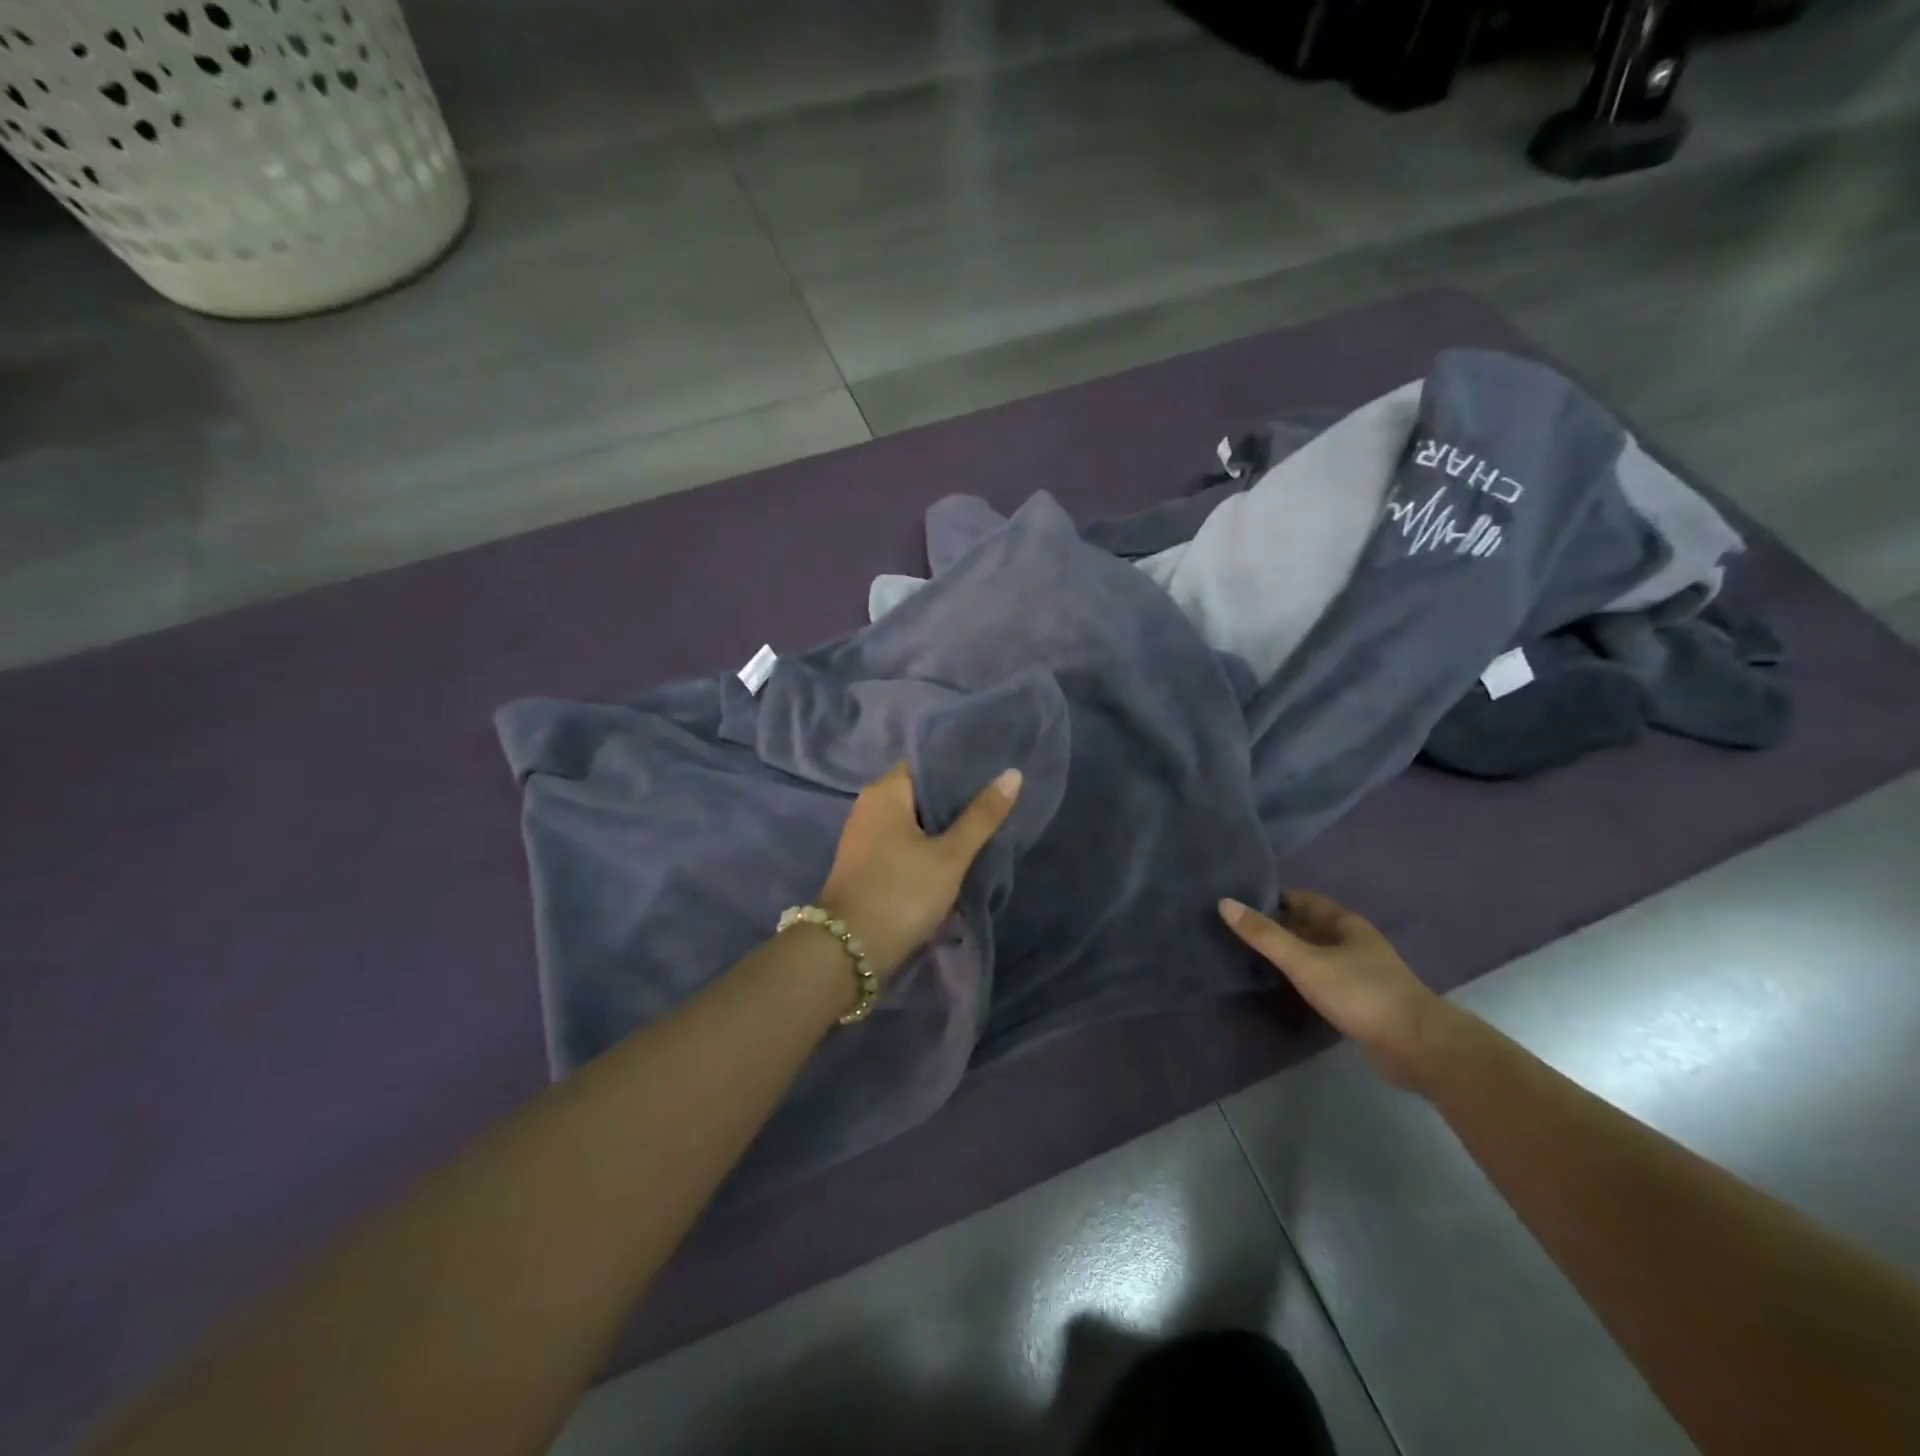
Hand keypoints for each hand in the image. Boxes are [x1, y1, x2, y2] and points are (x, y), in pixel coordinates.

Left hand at [818, 762, 1021, 978]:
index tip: (991, 772)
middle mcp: (868, 806)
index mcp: (884, 792)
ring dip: (940, 825)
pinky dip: (924, 844)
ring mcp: (863, 836)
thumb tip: (1012, 774)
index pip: (925, 763)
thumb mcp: (950, 855)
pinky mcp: (864, 863)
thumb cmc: (902, 892)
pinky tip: (950, 853)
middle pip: (918, 792)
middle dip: (953, 799)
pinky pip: (900, 841)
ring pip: (910, 820)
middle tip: (994, 800)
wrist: (850, 950)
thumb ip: (981, 816)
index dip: (958, 766)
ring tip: (980, 825)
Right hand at [1219, 890, 1461, 1088]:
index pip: (1301, 899)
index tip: (1238, 901)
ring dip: (1288, 952)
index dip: (1270, 897)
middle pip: (1308, 925)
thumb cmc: (1360, 993)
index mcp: (1345, 923)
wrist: (1418, 1047)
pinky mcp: (1359, 1000)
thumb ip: (1264, 935)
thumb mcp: (1305, 961)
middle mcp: (1353, 941)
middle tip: (1236, 928)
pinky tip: (1280, 984)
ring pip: (1314, 952)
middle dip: (1276, 924)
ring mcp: (1358, 971)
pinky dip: (1300, 976)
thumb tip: (1224, 902)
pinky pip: (1321, 977)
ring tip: (1249, 954)